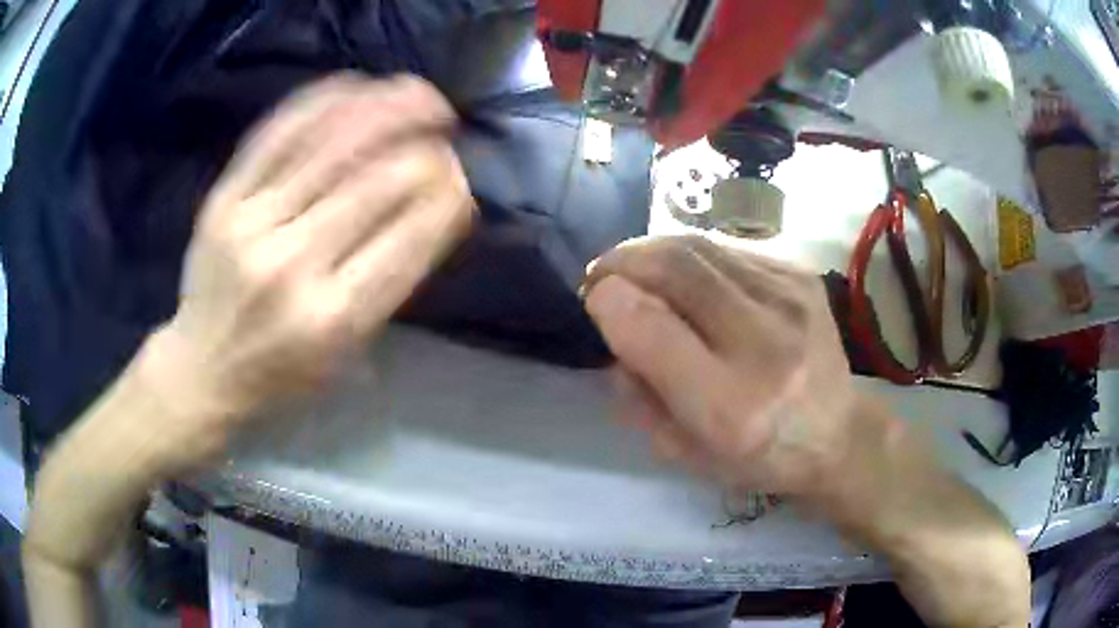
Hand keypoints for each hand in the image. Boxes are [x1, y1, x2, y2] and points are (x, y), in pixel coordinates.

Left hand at [145, 73, 472, 463]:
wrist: (202, 368)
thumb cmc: (282, 371)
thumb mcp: (348, 351)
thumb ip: (390, 281)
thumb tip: (435, 203)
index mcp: (335, 318)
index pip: (410, 237)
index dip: (446, 194)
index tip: (459, 173)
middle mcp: (294, 267)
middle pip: (374, 184)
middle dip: (423, 146)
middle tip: (445, 125)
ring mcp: (251, 226)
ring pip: (328, 146)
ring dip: (384, 109)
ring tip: (417, 91)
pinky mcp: (222, 200)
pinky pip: (276, 136)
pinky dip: (320, 103)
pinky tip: (355, 85)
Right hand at [584, 236, 860, 499]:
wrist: (836, 434)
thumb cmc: (756, 456)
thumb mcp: (683, 451)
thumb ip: (636, 394)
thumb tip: (614, 321)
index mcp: (729, 407)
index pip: (650, 329)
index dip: (608, 302)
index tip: (594, 300)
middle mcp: (764, 343)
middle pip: (675, 268)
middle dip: (622, 261)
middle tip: (603, 273)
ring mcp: (790, 300)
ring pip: (699, 246)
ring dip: (652, 250)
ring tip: (635, 266)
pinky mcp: (802, 277)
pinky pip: (728, 249)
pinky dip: (691, 255)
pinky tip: (686, 275)